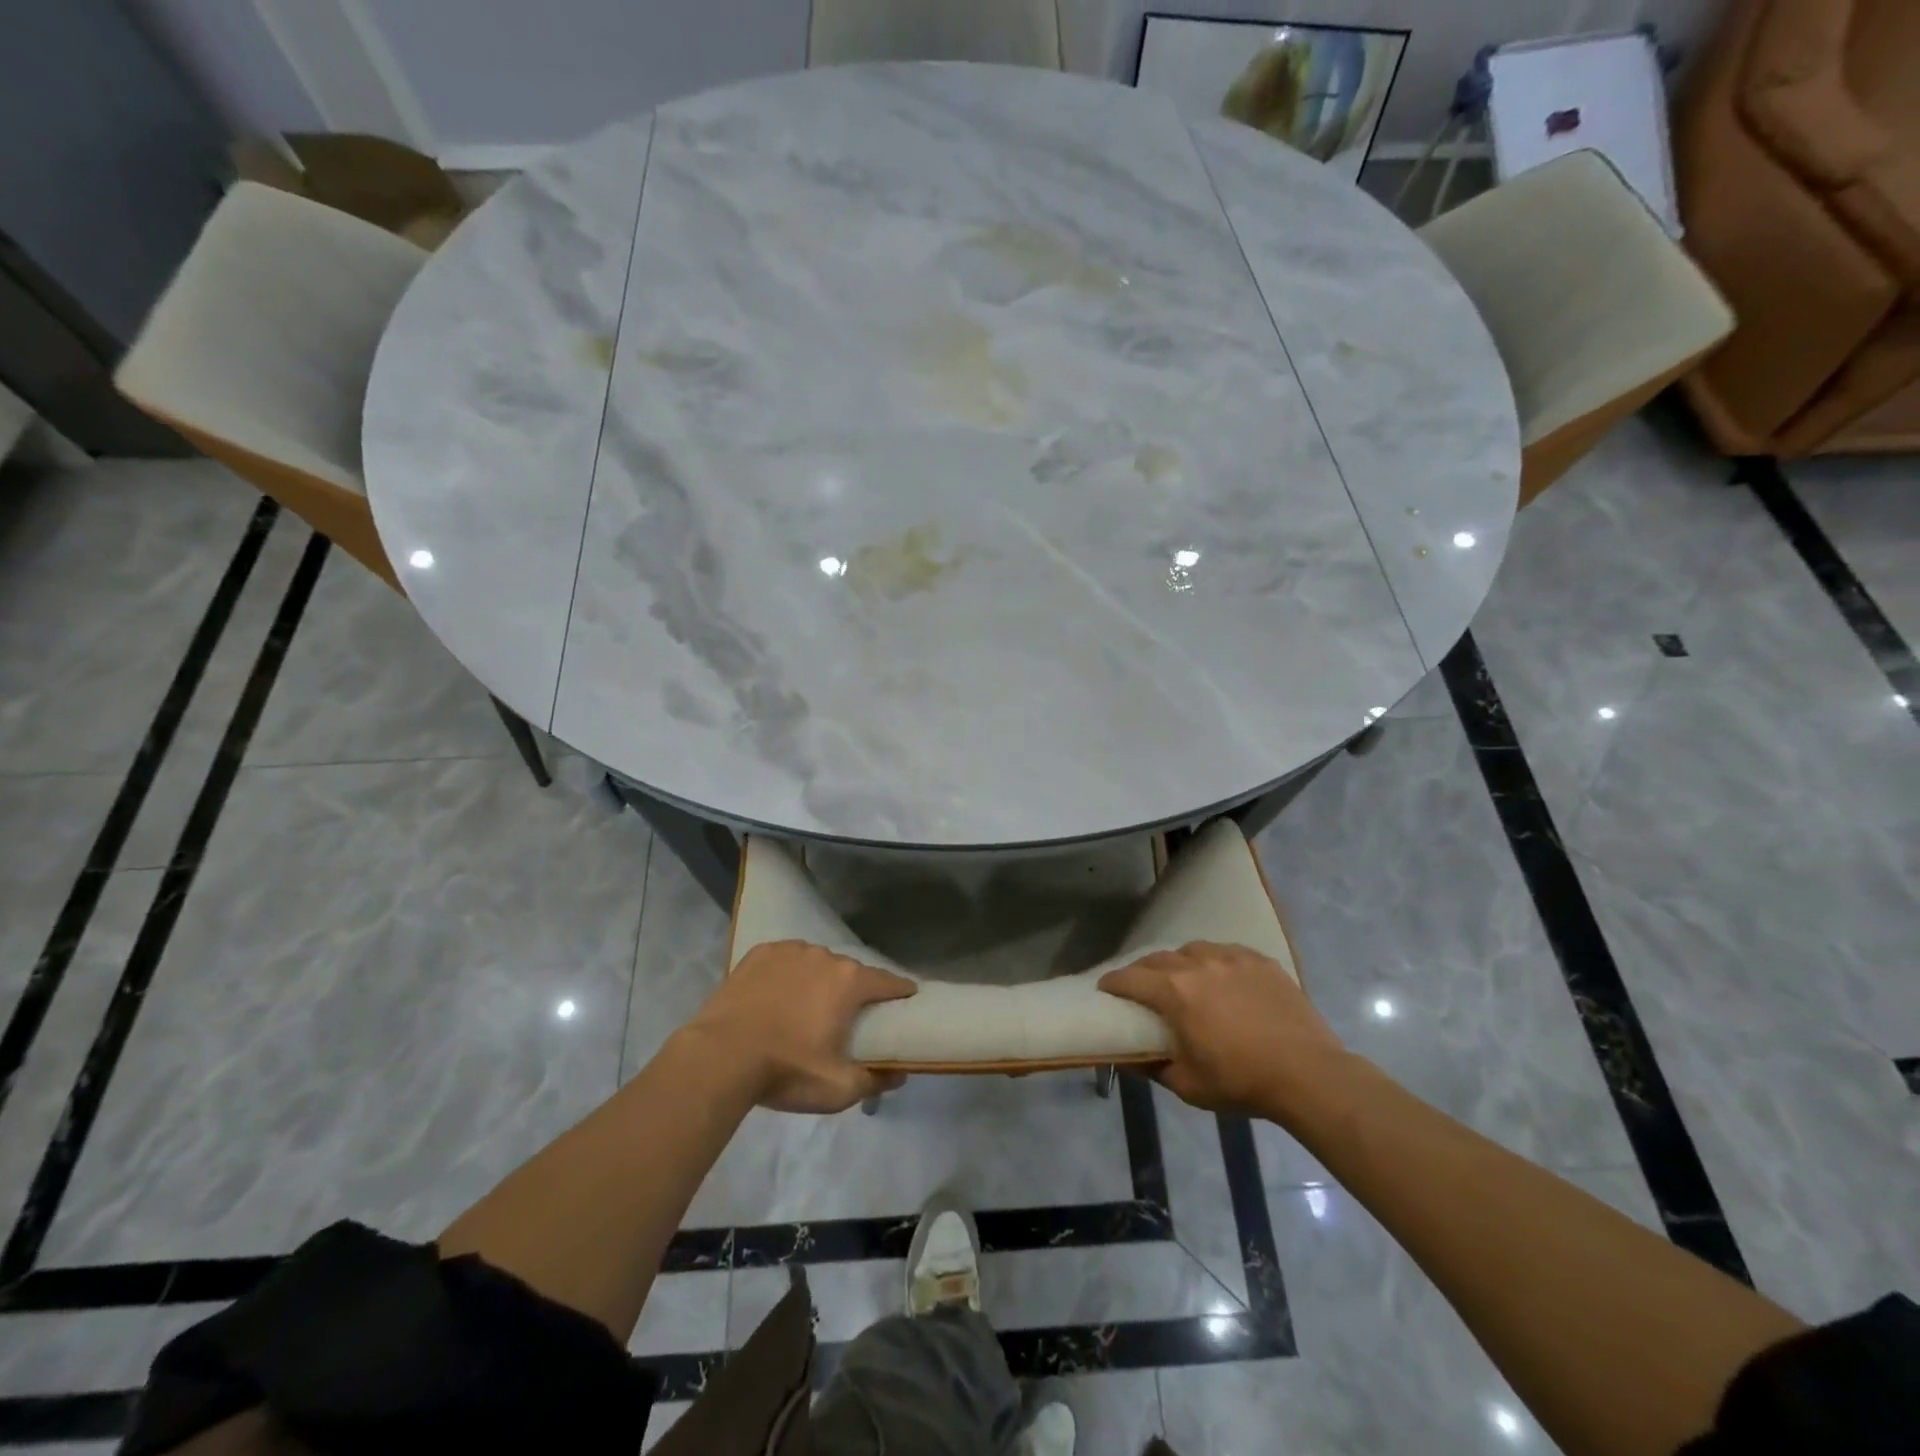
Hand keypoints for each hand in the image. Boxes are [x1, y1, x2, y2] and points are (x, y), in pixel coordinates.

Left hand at [681, 940, 916, 1113]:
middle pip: (850, 973)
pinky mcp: (760, 953)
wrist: (720, 1057)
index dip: (900, 992)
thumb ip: (875, 1080)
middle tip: (845, 1018)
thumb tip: (900, 1072)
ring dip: (818, 981)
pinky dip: (788, 974)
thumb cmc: (786, 1070)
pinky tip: (777, 995)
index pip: (888, 981)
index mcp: (849, 982)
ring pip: (816, 964)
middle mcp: (824, 956)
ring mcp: (790, 951)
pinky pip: (785, 960)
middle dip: (852, 992)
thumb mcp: (838, 1089)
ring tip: (805, 1008)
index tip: (906, 1001)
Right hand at [1100, 941, 1346, 1115]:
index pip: (1130, 978)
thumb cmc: (1242, 1082)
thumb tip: (1130, 1059)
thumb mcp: (1189, 1086)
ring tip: (1183, 978)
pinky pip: (1227, 952)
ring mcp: (1232, 958)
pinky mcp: (1260, 961)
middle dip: (1143, 970)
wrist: (1309, 1074)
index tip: (1105, 989)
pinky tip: (1221, 977)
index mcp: (1175, 992)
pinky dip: (1214, 962)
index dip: (1113, 983)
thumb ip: (1154, 1068)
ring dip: (1179, 962)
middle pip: (1158, 958)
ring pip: (1193, 950)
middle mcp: (1198, 965)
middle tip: (1140, 987)